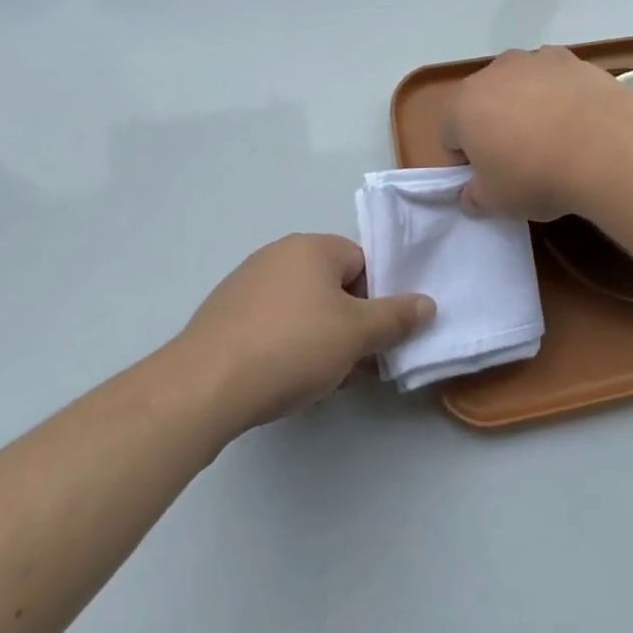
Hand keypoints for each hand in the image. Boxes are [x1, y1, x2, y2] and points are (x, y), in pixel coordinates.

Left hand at [179, 234, 433, 430]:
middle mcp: (278, 254)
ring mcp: (246, 283)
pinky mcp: (223, 314)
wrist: (204, 385)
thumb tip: (427, 304)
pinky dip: (283, 346)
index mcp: (312, 247)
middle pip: (331, 286)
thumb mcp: (356, 335)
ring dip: (317, 339)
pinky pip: (270, 324)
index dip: (374, 301)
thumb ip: (396, 317)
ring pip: (300, 308)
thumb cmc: (292, 347)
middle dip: (346, 325)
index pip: (361, 263)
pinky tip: (281, 381)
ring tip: (317, 382)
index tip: (372, 340)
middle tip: (350, 367)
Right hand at [440, 46, 632, 221]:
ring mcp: (532, 59)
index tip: (489, 180)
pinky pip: (552, 78)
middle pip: (483, 103)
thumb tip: (471, 194)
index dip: (466, 161)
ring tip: (554, 139)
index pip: (449, 135)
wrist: (605, 145)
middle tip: (520, 161)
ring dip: (526, 106)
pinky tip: (578, 120)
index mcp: (463, 105)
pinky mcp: (568, 58)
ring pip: (518, 86)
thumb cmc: (537, 175)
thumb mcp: (497, 202)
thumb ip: (474, 198)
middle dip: (494, 127)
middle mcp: (492, 72)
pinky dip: (558, 93)